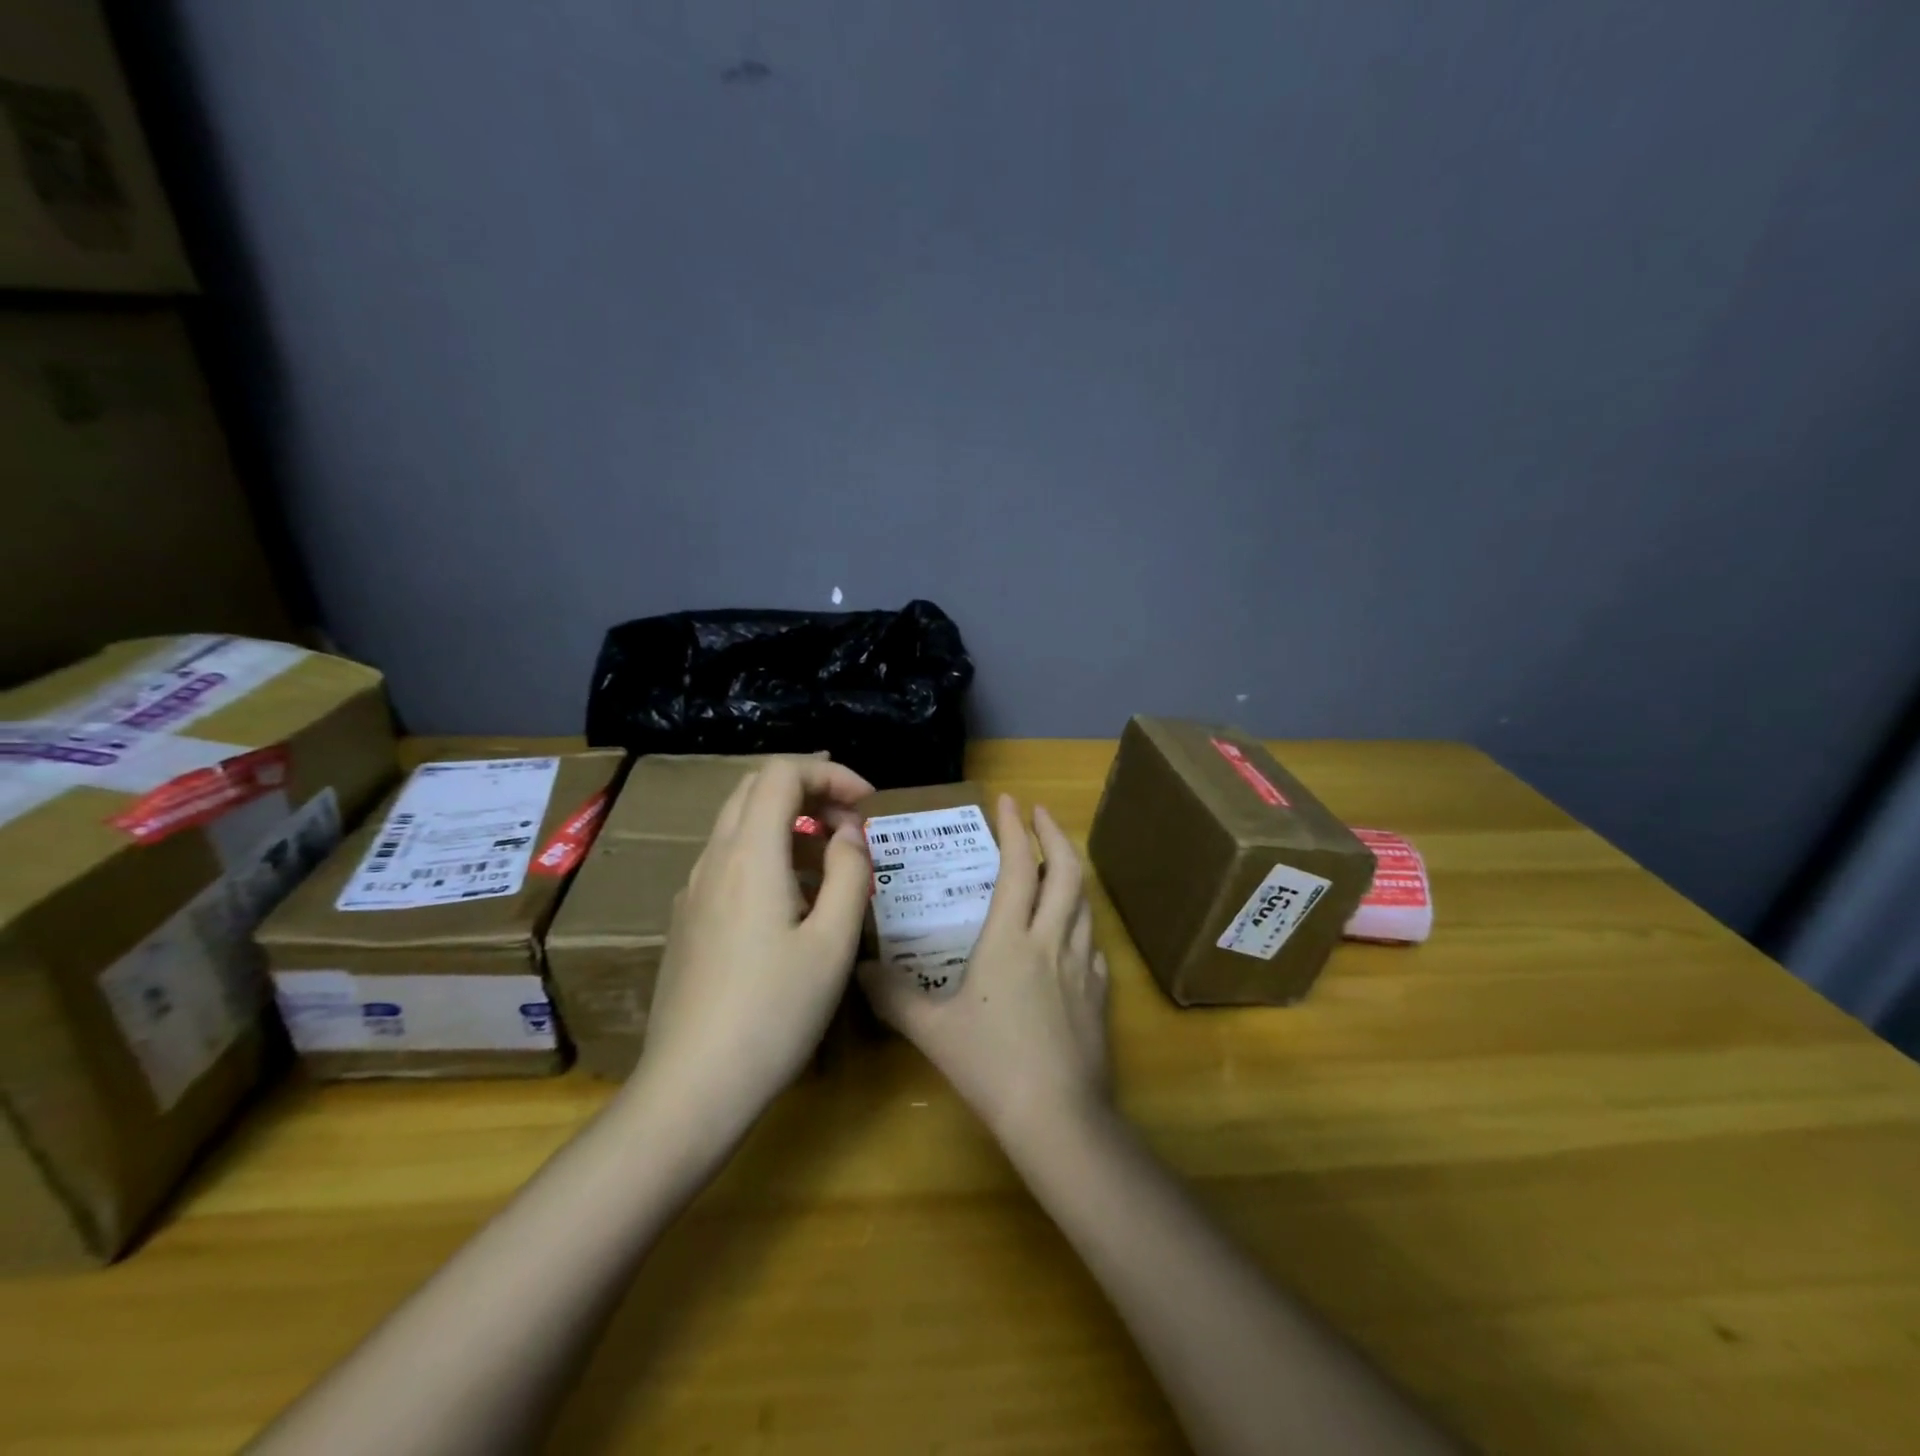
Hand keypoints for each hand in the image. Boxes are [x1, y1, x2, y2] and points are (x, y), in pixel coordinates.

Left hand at [631, 756, 873, 1134]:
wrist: (692, 1088)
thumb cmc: (774, 1012)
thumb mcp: (833, 942)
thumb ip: (851, 874)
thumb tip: (849, 835)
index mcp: (750, 854)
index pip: (782, 772)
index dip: (830, 773)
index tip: (869, 804)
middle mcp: (714, 859)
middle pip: (756, 789)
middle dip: (810, 790)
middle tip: (852, 824)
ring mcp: (694, 890)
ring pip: (741, 824)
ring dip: (790, 823)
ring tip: (833, 864)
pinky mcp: (688, 920)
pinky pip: (730, 861)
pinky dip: (769, 854)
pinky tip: (795, 902)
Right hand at [859, 795, 1110, 1144]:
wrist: (1058, 1116)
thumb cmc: (991, 1066)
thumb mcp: (932, 1030)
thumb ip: (893, 997)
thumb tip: (859, 970)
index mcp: (1010, 939)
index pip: (1019, 867)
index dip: (1016, 829)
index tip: (1009, 800)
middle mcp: (1052, 940)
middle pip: (1066, 872)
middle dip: (1055, 833)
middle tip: (1041, 813)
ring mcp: (1082, 966)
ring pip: (1085, 902)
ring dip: (1071, 872)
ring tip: (1055, 860)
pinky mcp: (1100, 993)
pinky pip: (1094, 942)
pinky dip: (1082, 921)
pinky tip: (1071, 932)